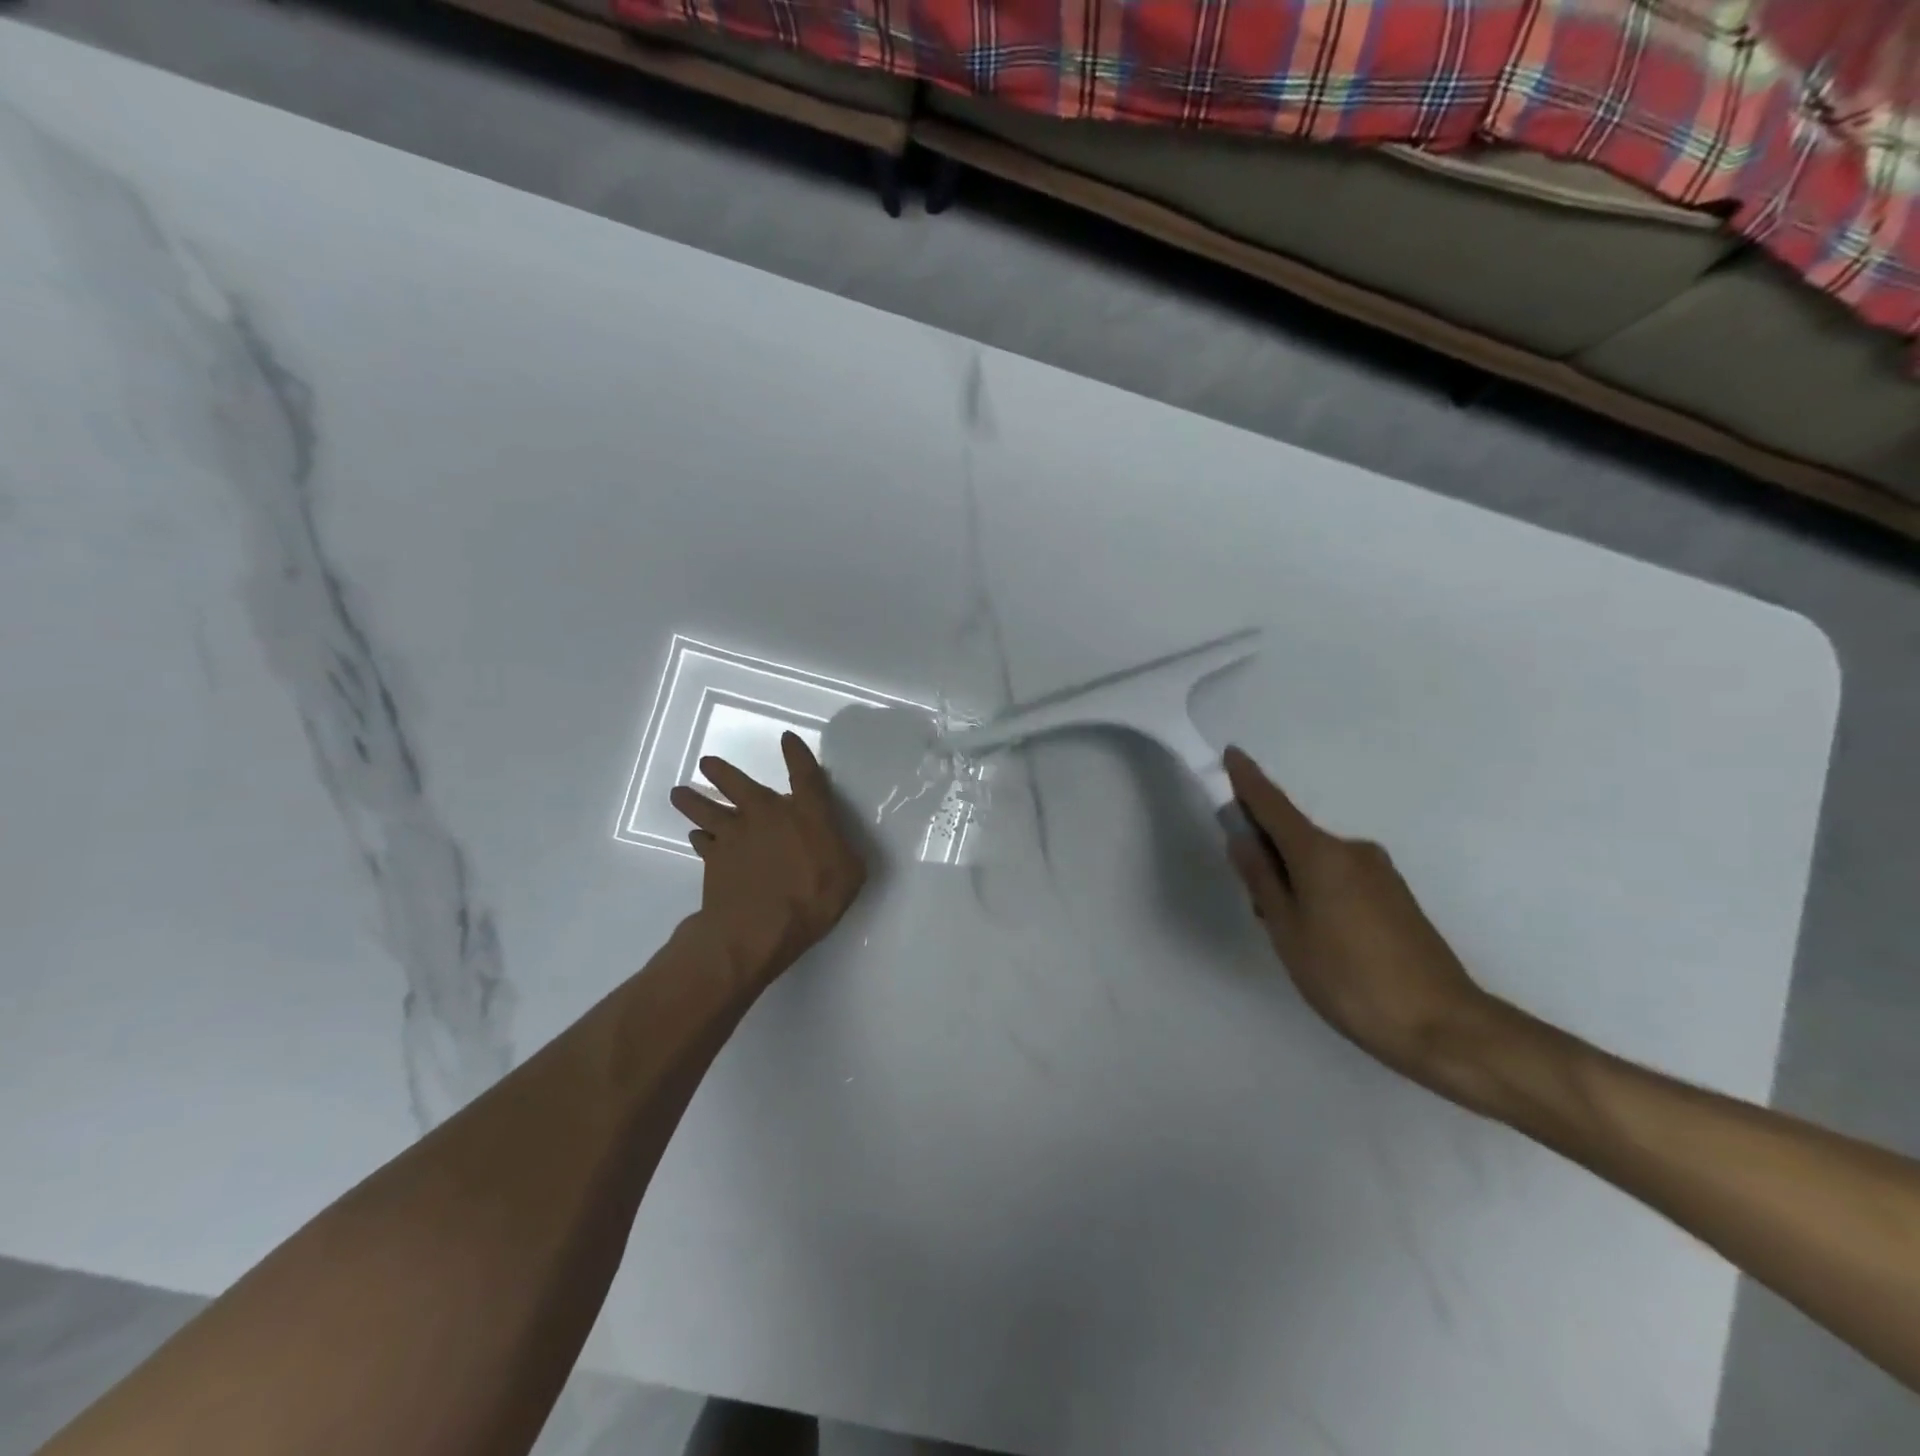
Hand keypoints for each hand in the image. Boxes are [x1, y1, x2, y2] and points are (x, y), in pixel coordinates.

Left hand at [670, 733, 866, 990]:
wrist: (758, 928)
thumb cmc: (813, 898)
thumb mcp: (850, 874)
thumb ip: (844, 852)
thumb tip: (838, 845)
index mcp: (806, 813)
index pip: (804, 774)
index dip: (797, 754)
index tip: (787, 738)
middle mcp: (766, 814)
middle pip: (738, 783)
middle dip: (722, 771)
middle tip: (707, 762)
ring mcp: (734, 835)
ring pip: (707, 809)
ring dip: (693, 800)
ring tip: (679, 792)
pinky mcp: (713, 859)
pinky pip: (701, 842)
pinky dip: (699, 838)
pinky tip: (696, 838)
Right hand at [1223, 747, 1511, 1099]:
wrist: (1443, 1026)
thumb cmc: (1348, 977)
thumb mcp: (1288, 931)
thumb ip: (1262, 880)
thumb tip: (1242, 838)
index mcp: (1320, 853)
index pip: (1273, 805)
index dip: (1247, 781)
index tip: (1230, 754)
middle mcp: (1352, 850)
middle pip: (1294, 835)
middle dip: (1266, 851)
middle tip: (1252, 899)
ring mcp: (1379, 872)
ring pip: (1317, 861)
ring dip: (1293, 877)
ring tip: (1289, 932)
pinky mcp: (1395, 896)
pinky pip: (1340, 877)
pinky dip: (1318, 890)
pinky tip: (1321, 936)